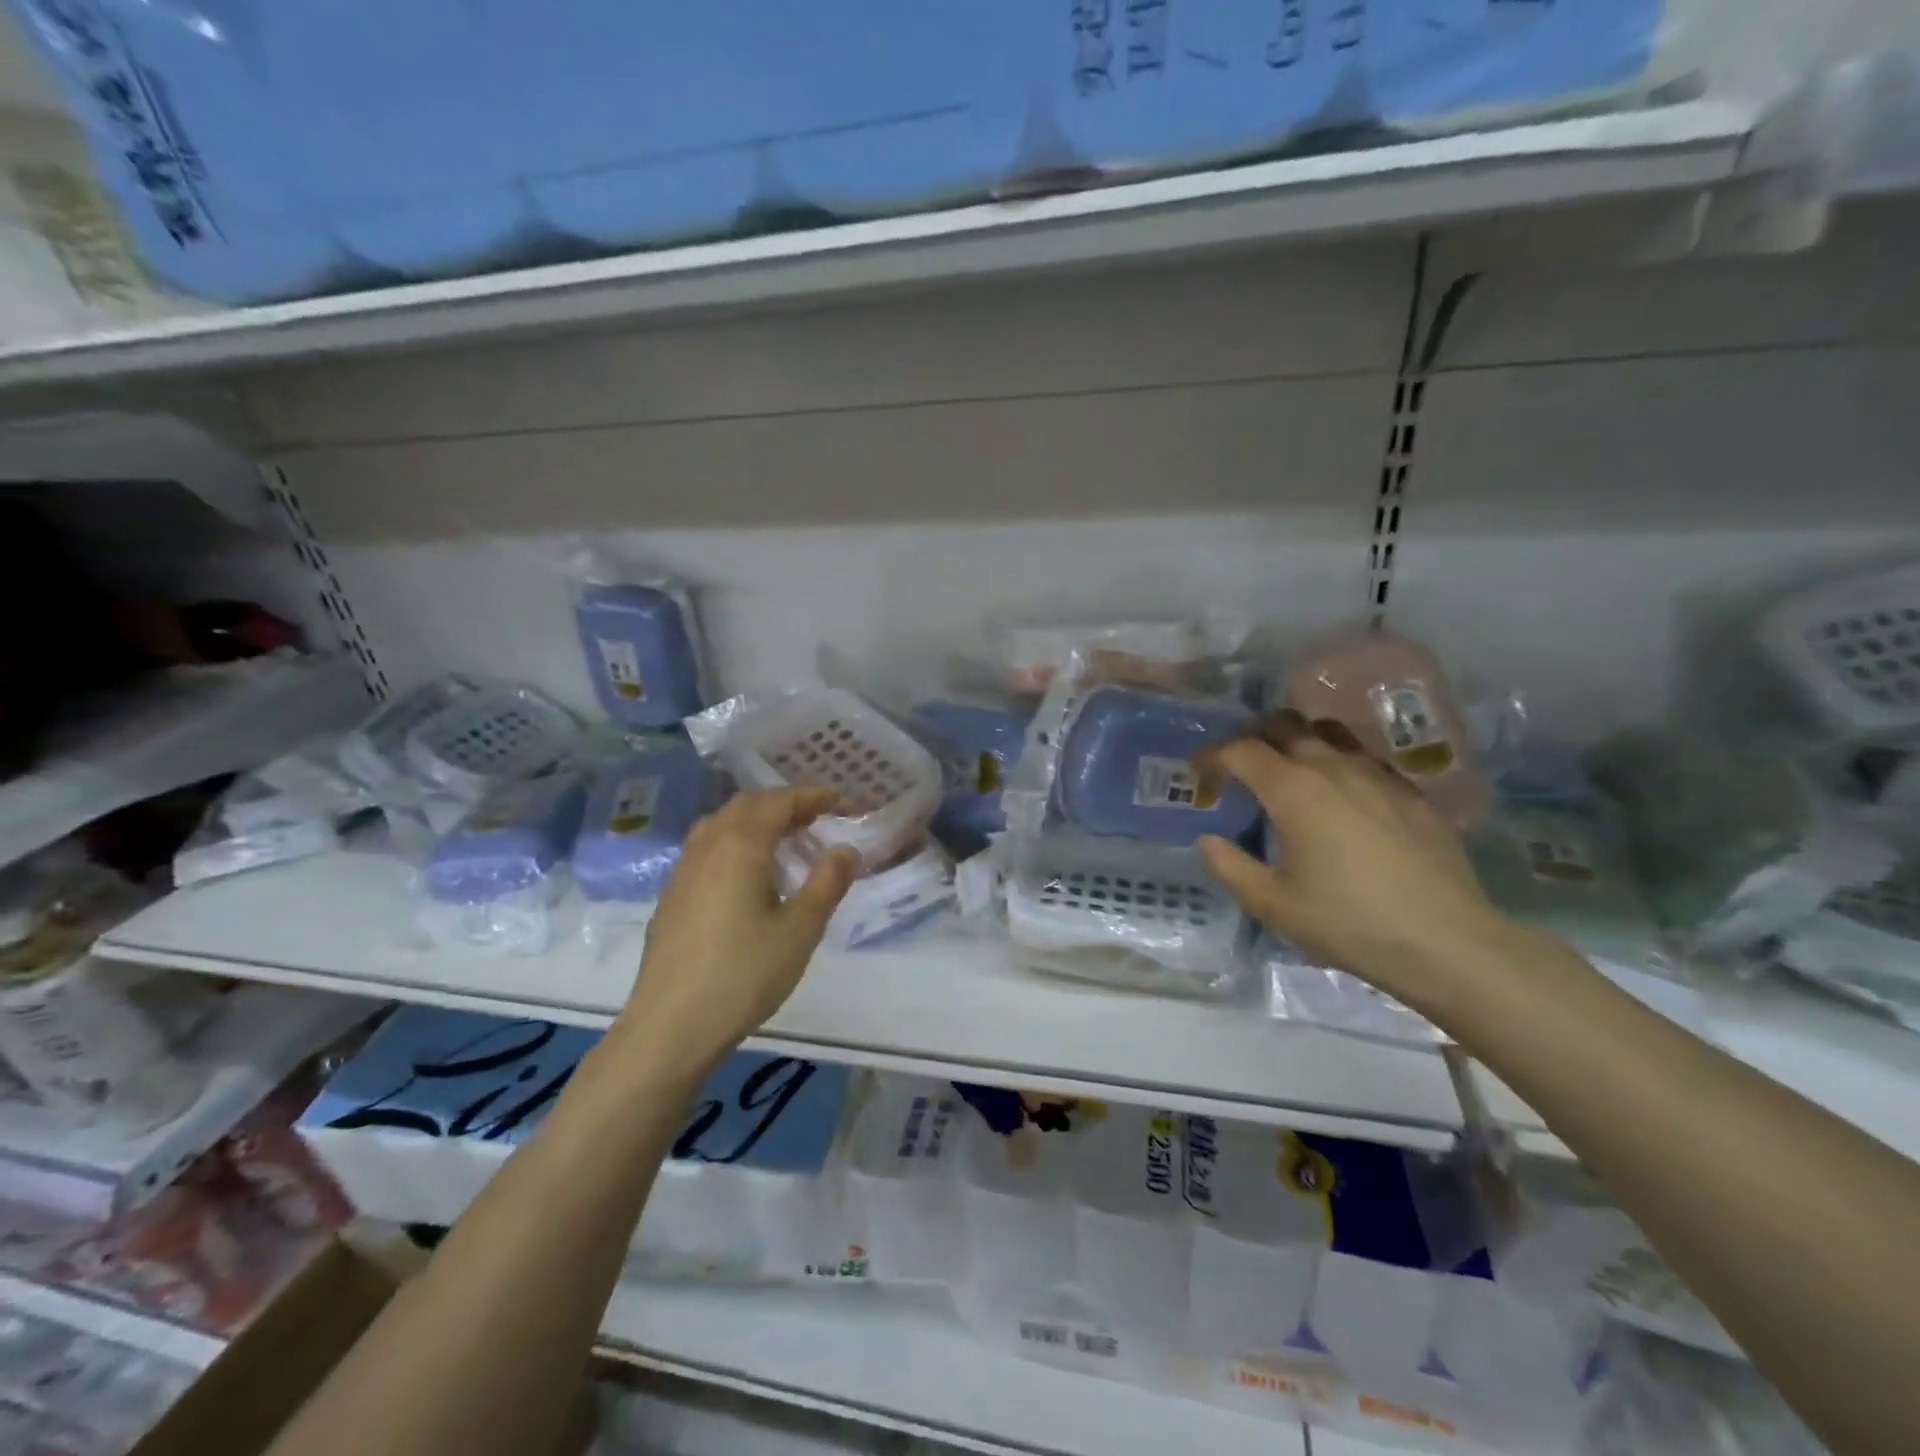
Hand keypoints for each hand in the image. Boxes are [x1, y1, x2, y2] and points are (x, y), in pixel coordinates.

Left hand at [612, 788, 858, 1075]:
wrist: (670, 1026)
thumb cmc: (744, 974)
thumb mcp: (801, 929)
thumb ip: (827, 882)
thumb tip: (846, 849)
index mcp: (740, 845)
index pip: (780, 803)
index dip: (813, 797)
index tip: (842, 801)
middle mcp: (708, 846)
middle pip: (747, 806)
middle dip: (784, 804)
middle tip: (817, 818)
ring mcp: (683, 871)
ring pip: (722, 825)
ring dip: (756, 821)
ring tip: (785, 840)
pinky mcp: (672, 896)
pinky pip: (707, 848)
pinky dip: (735, 842)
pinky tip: (748, 875)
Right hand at [1196, 712, 1519, 1016]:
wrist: (1447, 942)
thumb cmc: (1348, 922)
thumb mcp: (1272, 905)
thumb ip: (1230, 867)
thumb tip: (1208, 840)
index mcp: (1293, 790)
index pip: (1241, 750)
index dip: (1212, 755)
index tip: (1198, 771)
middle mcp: (1333, 768)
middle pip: (1285, 725)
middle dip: (1252, 736)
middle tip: (1239, 765)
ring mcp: (1378, 775)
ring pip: (1329, 733)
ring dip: (1298, 741)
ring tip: (1288, 770)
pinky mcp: (1411, 793)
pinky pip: (1364, 758)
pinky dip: (1338, 763)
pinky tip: (1340, 797)